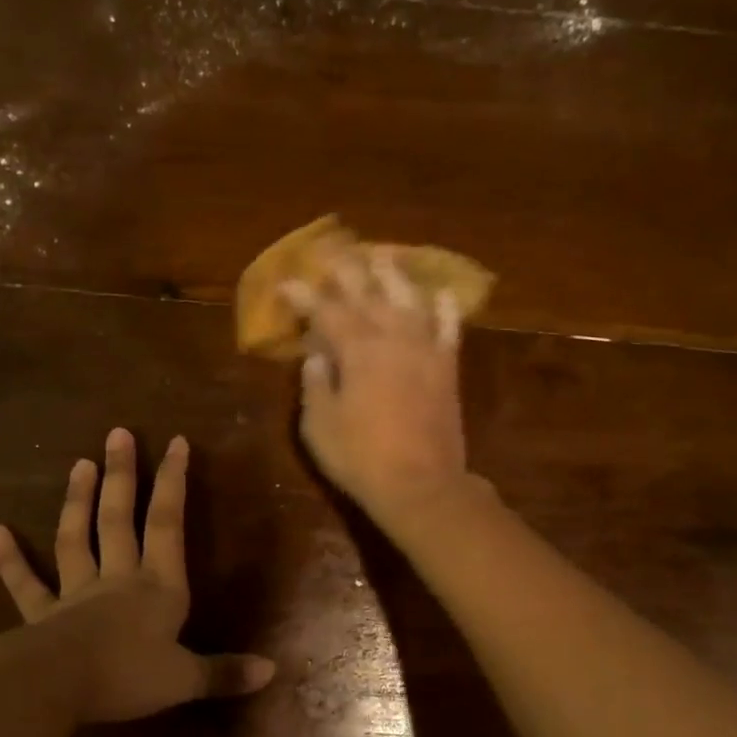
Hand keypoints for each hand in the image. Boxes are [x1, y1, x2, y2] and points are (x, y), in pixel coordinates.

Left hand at [0, 428, 275, 722]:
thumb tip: (272, 670)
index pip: (168, 524)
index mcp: (157, 587)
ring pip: (76, 539)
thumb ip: (225, 673)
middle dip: (123, 476)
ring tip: (80, 463)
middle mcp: (117, 579)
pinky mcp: (41, 615)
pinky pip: (26, 584)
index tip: (176, 442)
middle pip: (119, 519)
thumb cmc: (126, 676)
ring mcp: (75, 594)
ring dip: (78, 501)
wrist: (57, 688)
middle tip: (117, 433)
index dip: (174, 482)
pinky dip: (10, 559)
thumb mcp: (183, 679)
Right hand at [285, 249, 478, 531]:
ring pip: (409, 300)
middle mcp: (393, 338)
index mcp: (357, 349)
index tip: (287, 284)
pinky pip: (449, 329)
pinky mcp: (447, 368)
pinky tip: (440, 293)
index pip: (326, 311)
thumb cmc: (360, 458)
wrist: (421, 484)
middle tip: (334, 251)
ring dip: (393, 275)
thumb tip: (318, 354)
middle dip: (348, 271)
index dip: (304, 296)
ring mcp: (425, 350)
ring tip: (382, 255)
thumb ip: (316, 383)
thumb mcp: (319, 425)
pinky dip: (445, 309)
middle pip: (368, 294)